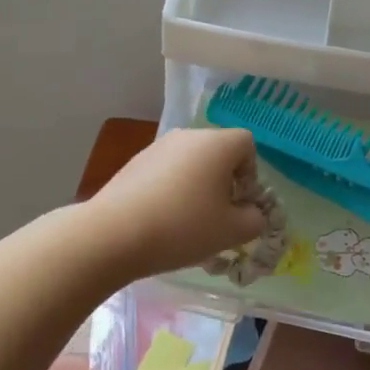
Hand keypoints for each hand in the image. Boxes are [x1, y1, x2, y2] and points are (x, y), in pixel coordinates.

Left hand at [85, 128, 270, 278]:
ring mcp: (157, 146)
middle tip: (217, 217)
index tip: (239, 204)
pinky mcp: (134, 162)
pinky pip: (165, 172)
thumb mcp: (232, 232)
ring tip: (187, 222)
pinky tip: (161, 220)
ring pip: (190, 163)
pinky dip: (171, 190)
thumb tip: (251, 213)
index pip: (247, 145)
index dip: (251, 174)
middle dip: (223, 182)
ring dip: (196, 187)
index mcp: (217, 144)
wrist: (114, 233)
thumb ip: (255, 220)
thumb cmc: (184, 227)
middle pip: (217, 153)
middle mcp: (188, 136)